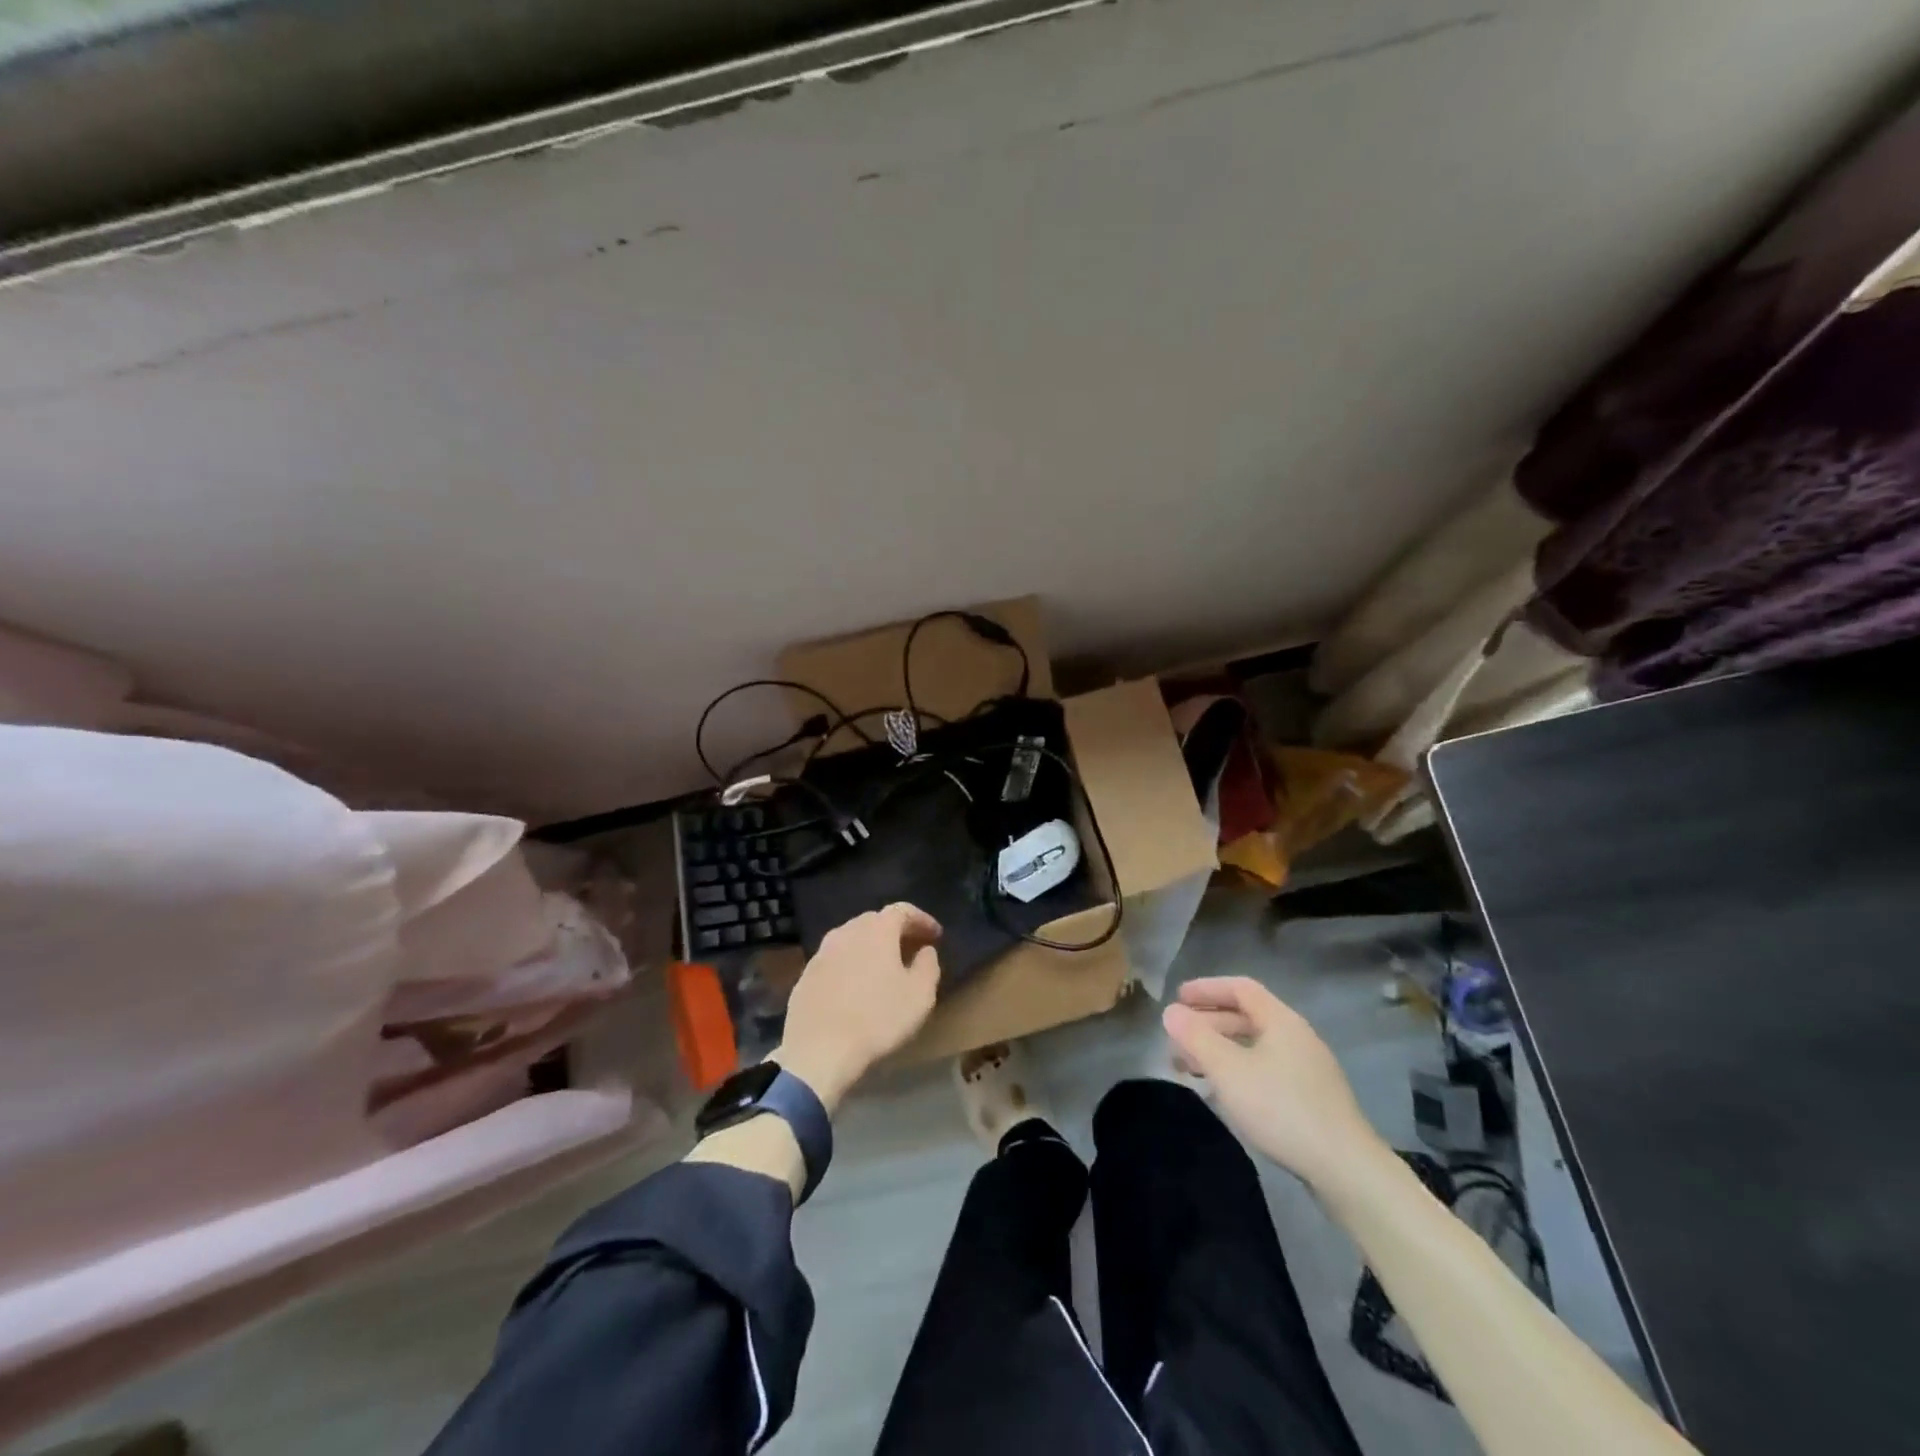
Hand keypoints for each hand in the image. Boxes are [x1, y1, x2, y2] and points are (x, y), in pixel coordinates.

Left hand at [772, 903, 941, 1110]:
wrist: (818, 1049)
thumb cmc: (878, 1019)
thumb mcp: (920, 995)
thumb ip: (928, 965)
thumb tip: (925, 950)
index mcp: (876, 929)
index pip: (903, 911)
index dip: (922, 920)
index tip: (936, 936)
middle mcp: (847, 932)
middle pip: (875, 921)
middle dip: (896, 932)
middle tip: (912, 950)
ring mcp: (822, 953)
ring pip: (852, 940)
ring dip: (871, 948)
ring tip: (884, 969)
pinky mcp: (805, 976)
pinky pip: (835, 961)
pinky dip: (851, 966)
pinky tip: (856, 988)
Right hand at [1162, 976, 1385, 1191]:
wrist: (1346, 1169)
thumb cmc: (1281, 1108)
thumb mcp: (1228, 1070)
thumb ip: (1196, 1037)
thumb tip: (1170, 1011)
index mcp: (1281, 1020)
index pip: (1240, 988)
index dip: (1206, 989)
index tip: (1177, 998)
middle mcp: (1297, 1037)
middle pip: (1246, 1017)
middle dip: (1207, 1024)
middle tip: (1176, 1039)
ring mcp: (1307, 1069)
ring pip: (1254, 1046)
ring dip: (1220, 1051)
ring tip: (1190, 1069)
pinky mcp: (1311, 1098)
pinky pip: (1265, 1069)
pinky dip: (1237, 1071)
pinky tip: (1223, 1093)